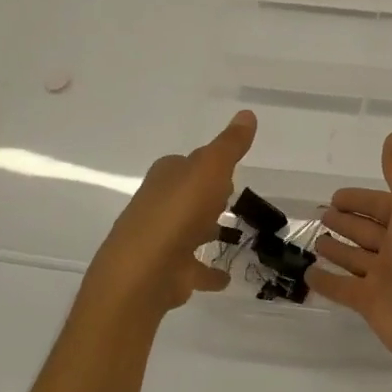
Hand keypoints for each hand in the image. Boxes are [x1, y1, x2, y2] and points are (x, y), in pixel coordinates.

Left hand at [80, 110, 256, 316]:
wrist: (143, 273)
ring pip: (188, 231)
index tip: (229, 170)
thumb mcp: (210, 169)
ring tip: (233, 235)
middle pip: (186, 195)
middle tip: (230, 199)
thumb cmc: (178, 213)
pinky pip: (194, 268)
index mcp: (166, 177)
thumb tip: (247, 113)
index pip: (186, 163)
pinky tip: (225, 277)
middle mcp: (158, 205)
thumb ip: (230, 145)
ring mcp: (161, 241)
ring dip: (206, 231)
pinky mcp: (167, 272)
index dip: (207, 164)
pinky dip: (207, 272)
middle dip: (206, 196)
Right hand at [307, 131, 391, 373]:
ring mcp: (385, 277)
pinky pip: (344, 288)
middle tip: (321, 215)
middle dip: (348, 222)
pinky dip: (328, 281)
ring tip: (315, 241)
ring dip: (337, 249)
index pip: (383, 205)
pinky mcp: (371, 304)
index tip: (336, 196)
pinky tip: (307, 274)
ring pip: (356, 258)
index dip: (361, 199)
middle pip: (368, 231)